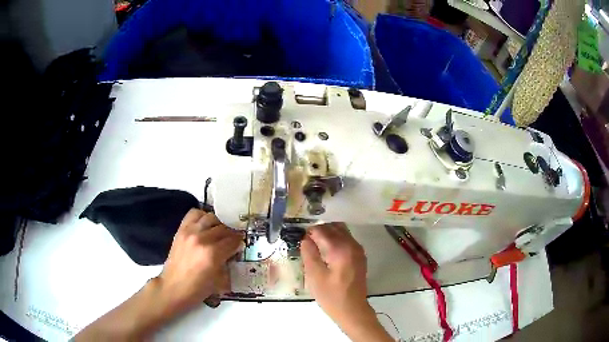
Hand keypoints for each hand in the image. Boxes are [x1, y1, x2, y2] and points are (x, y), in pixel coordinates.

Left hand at [156, 209, 243, 313]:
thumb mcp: (219, 280)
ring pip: (210, 217)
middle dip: (230, 234)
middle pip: (223, 228)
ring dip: (218, 224)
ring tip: (218, 231)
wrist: (173, 288)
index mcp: (213, 254)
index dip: (239, 242)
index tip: (240, 244)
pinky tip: (205, 225)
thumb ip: (228, 263)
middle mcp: (202, 238)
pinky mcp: (181, 230)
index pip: (232, 240)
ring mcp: (190, 232)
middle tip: (232, 240)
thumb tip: (234, 251)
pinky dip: (202, 216)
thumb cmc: (198, 289)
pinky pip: (194, 214)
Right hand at [301, 223, 391, 340]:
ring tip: (315, 243)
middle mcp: (352, 244)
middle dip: (319, 229)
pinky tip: (326, 249)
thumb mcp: (314, 276)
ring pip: (341, 231)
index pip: (322, 230)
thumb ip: (309, 254)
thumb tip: (305, 239)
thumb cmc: (331, 295)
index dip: (309, 231)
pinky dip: (336, 238)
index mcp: (340, 249)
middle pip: (333, 226)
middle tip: (306, 239)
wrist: (352, 309)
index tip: (299, 236)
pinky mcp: (359, 255)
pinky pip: (347, 239)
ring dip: (328, 232)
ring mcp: (358, 249)